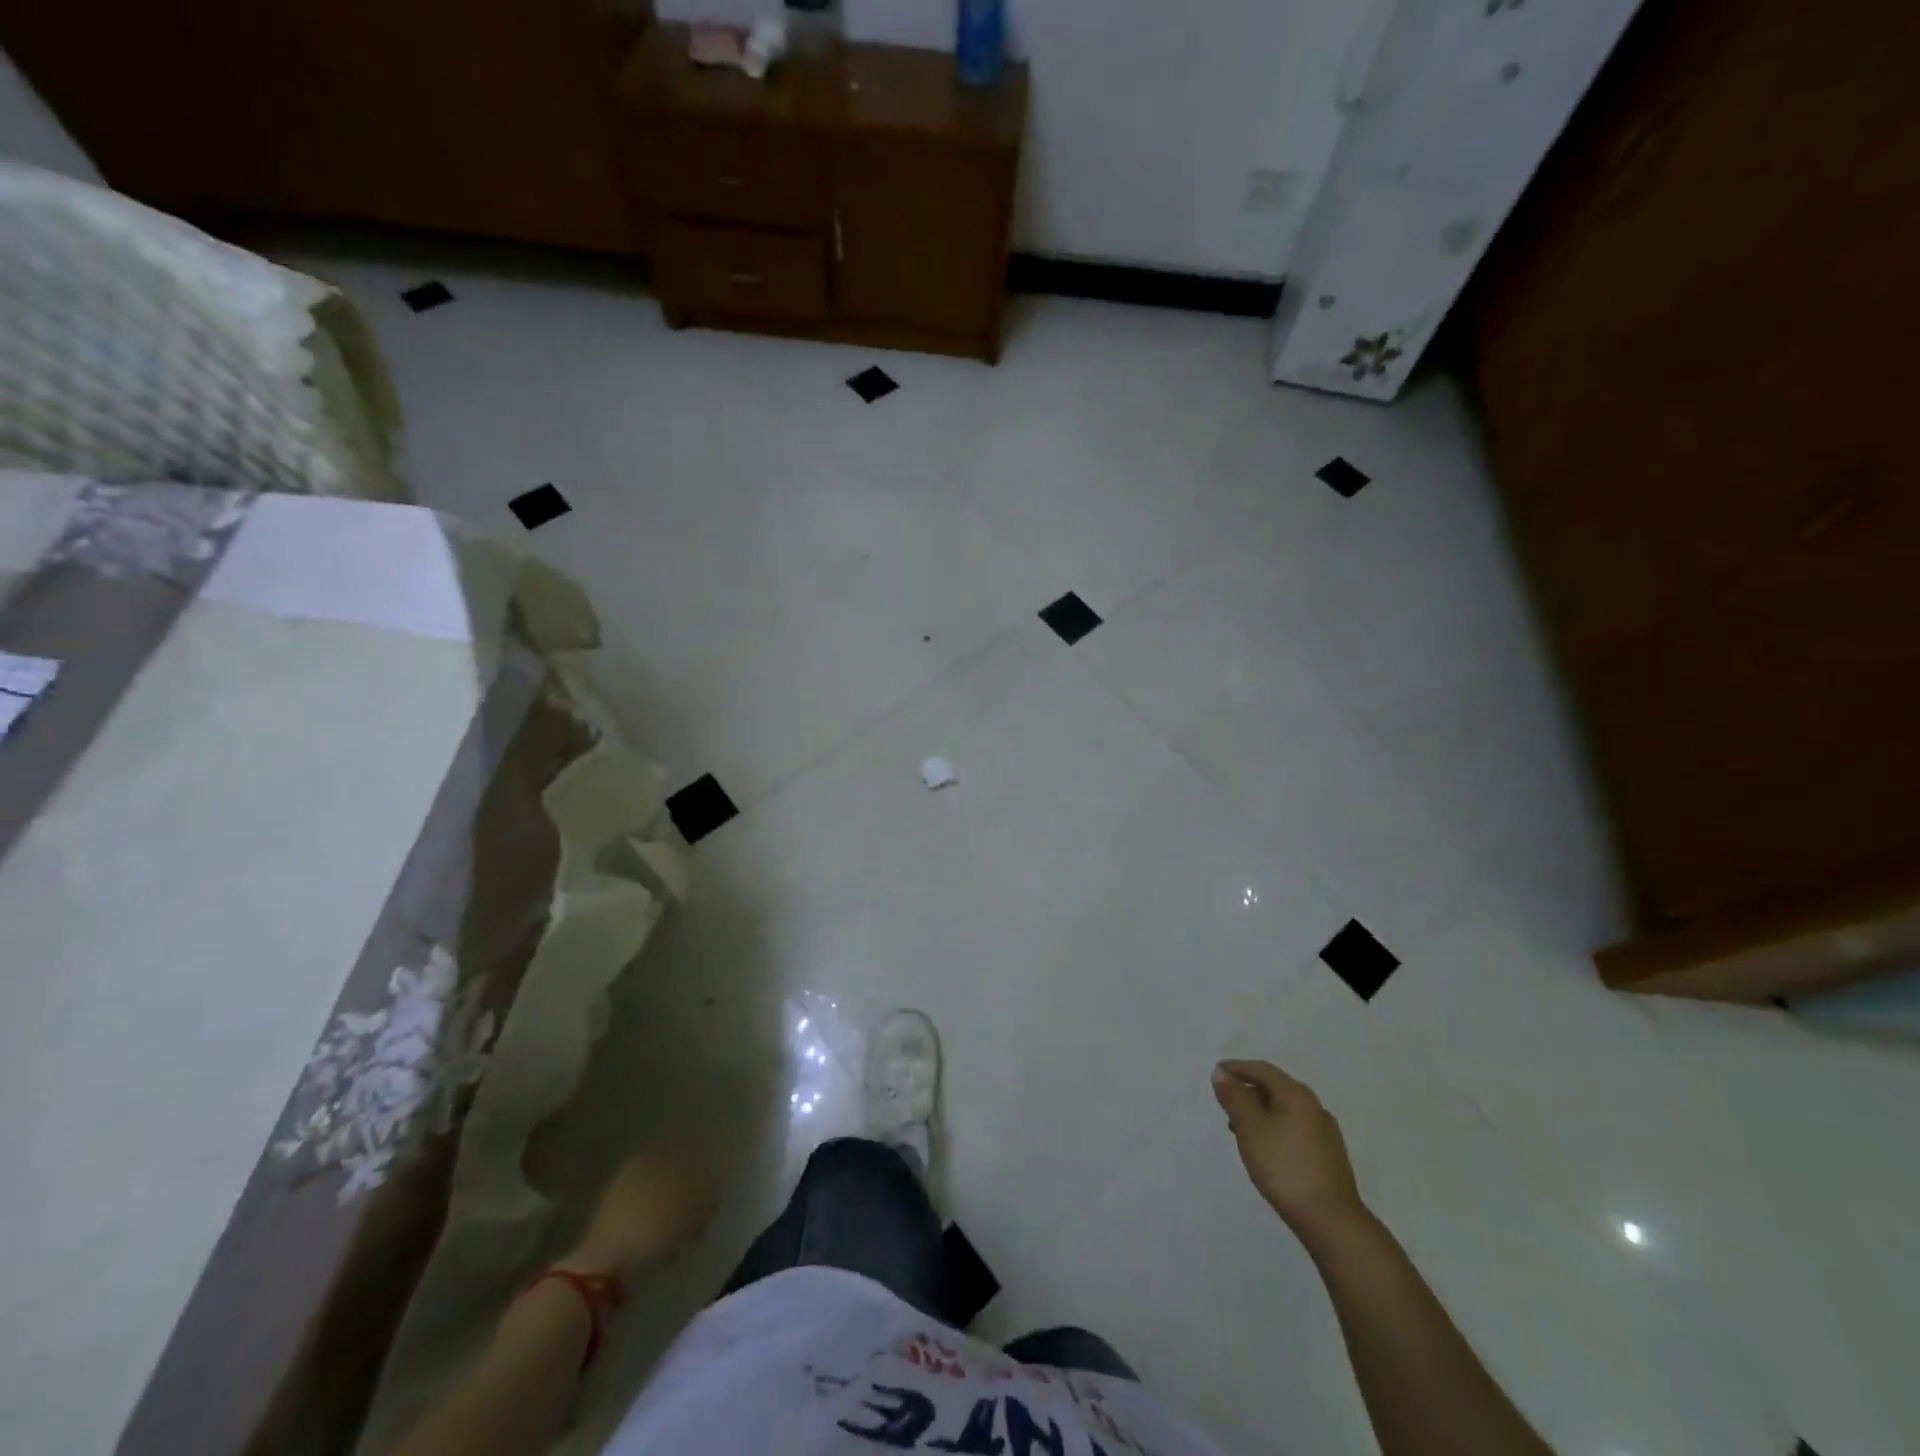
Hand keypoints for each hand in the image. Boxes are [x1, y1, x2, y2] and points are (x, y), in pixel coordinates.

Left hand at [565, 1153, 718, 1278]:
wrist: (603, 1268)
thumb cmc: (651, 1225)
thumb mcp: (689, 1204)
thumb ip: (706, 1190)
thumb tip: (715, 1186)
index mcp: (648, 1159)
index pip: (684, 1160)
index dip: (703, 1178)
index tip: (714, 1198)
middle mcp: (631, 1174)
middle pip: (672, 1183)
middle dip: (690, 1201)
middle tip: (705, 1219)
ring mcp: (619, 1202)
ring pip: (660, 1205)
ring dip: (676, 1220)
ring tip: (689, 1239)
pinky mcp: (613, 1231)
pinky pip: (646, 1226)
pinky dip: (660, 1235)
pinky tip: (668, 1250)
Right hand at [1212, 1059, 1366, 1241]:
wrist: (1332, 1222)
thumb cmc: (1285, 1168)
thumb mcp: (1251, 1128)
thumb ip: (1235, 1097)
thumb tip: (1222, 1072)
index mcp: (1298, 1096)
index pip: (1263, 1070)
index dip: (1237, 1068)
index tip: (1216, 1073)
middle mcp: (1315, 1108)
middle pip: (1276, 1088)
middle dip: (1248, 1091)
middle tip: (1225, 1102)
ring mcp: (1325, 1134)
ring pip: (1285, 1111)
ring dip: (1260, 1112)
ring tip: (1239, 1128)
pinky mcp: (1328, 1158)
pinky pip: (1294, 1130)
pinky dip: (1274, 1129)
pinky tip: (1265, 1149)